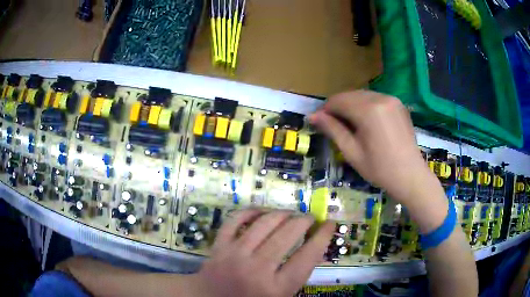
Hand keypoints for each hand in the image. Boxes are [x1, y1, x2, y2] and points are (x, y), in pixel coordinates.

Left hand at [191, 209, 334, 296]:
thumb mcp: (280, 296)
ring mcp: (234, 255)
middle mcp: (257, 269)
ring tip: (290, 214)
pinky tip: (261, 211)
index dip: (323, 236)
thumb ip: (297, 276)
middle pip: (288, 233)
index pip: (308, 256)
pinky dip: (251, 211)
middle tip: (309, 218)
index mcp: (277, 288)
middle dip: (304, 220)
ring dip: (282, 213)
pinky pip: (235, 219)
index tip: (330, 224)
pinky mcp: (218, 245)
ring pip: (264, 222)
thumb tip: (314, 248)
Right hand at [309, 91, 442, 213]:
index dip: (326, 110)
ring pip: (362, 95)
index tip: (320, 123)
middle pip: (350, 95)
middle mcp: (380, 98)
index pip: (338, 100)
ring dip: (352, 106)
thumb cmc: (379, 169)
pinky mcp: (399, 104)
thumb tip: (313, 116)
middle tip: (334, 125)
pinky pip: (376, 99)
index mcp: (368, 110)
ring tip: (350, 125)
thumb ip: (333, 129)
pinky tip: (367, 122)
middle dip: (338, 107)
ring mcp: (392, 99)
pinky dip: (366, 106)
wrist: (410, 176)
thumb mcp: (352, 152)